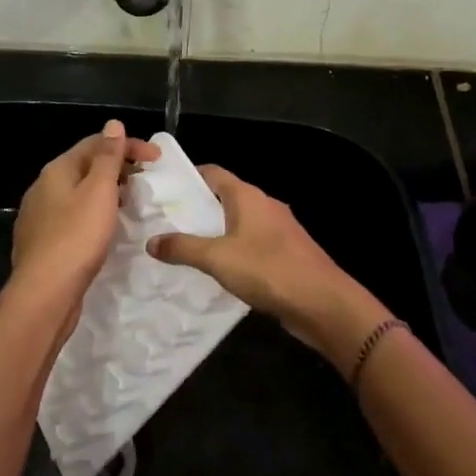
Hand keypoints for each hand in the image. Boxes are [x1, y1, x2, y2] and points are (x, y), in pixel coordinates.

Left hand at [10, 120, 159, 319]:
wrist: (44, 293)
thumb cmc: (77, 237)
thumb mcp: (99, 192)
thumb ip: (108, 157)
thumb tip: (112, 124)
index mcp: (57, 170)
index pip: (95, 144)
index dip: (128, 145)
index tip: (157, 159)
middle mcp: (43, 187)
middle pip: (85, 167)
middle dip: (117, 168)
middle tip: (145, 181)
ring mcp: (39, 216)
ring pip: (78, 193)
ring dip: (105, 192)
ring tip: (130, 204)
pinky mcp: (43, 242)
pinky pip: (72, 217)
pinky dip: (93, 214)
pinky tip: (105, 229)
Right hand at [147, 166, 387, 375]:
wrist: (323, 303)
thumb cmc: (268, 270)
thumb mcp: (217, 258)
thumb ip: (182, 248)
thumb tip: (151, 241)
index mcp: (248, 196)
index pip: (213, 173)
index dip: (188, 177)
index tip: (163, 190)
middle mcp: (264, 205)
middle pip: (225, 197)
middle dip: (197, 208)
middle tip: (166, 222)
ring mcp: (279, 229)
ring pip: (239, 222)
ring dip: (215, 231)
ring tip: (186, 247)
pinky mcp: (286, 253)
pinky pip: (252, 243)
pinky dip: (234, 249)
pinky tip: (219, 270)